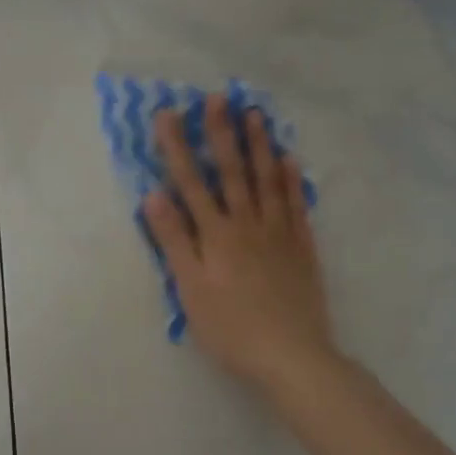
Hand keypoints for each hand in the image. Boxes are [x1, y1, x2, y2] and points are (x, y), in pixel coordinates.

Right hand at [141, 95, 340, 395]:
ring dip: (259, 145)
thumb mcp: (190, 289)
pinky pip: (296, 205)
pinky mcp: (302, 248)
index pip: (192, 182)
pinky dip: (291, 180)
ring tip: (254, 115)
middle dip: (222, 133)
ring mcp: (278, 233)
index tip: (169, 114)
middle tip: (218, 97)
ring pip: (267, 180)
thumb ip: (173, 240)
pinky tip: (289, 160)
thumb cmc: (230, 327)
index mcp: (216, 234)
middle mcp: (247, 224)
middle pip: (233, 171)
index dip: (178, 147)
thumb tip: (153, 195)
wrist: (292, 357)